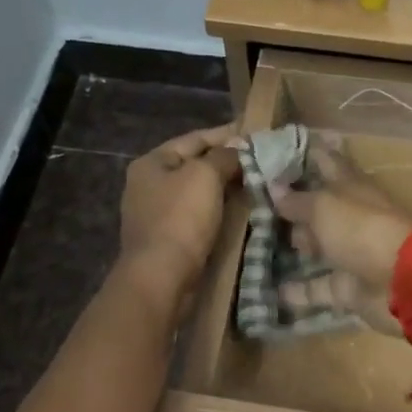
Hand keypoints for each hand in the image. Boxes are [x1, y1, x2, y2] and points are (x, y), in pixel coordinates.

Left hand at [118, 124, 240, 312]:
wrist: (161, 277)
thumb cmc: (181, 219)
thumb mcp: (205, 175)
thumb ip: (224, 156)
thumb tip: (237, 151)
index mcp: (152, 163)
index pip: (194, 138)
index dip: (226, 134)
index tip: (255, 135)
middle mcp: (149, 184)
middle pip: (195, 165)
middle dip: (227, 163)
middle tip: (261, 162)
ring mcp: (157, 213)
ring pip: (198, 192)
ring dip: (225, 189)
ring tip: (257, 184)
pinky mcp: (169, 238)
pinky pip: (198, 216)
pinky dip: (219, 211)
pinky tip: (241, 212)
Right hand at [269, 138, 411, 332]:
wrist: (403, 281)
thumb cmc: (362, 229)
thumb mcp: (324, 207)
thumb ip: (297, 200)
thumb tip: (274, 187)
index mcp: (350, 187)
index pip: (327, 161)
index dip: (307, 154)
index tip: (278, 149)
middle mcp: (350, 217)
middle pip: (320, 208)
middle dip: (294, 206)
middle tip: (258, 204)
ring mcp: (351, 253)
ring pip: (319, 247)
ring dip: (297, 247)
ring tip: (259, 246)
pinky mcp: (348, 287)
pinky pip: (318, 288)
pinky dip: (299, 291)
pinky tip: (272, 292)